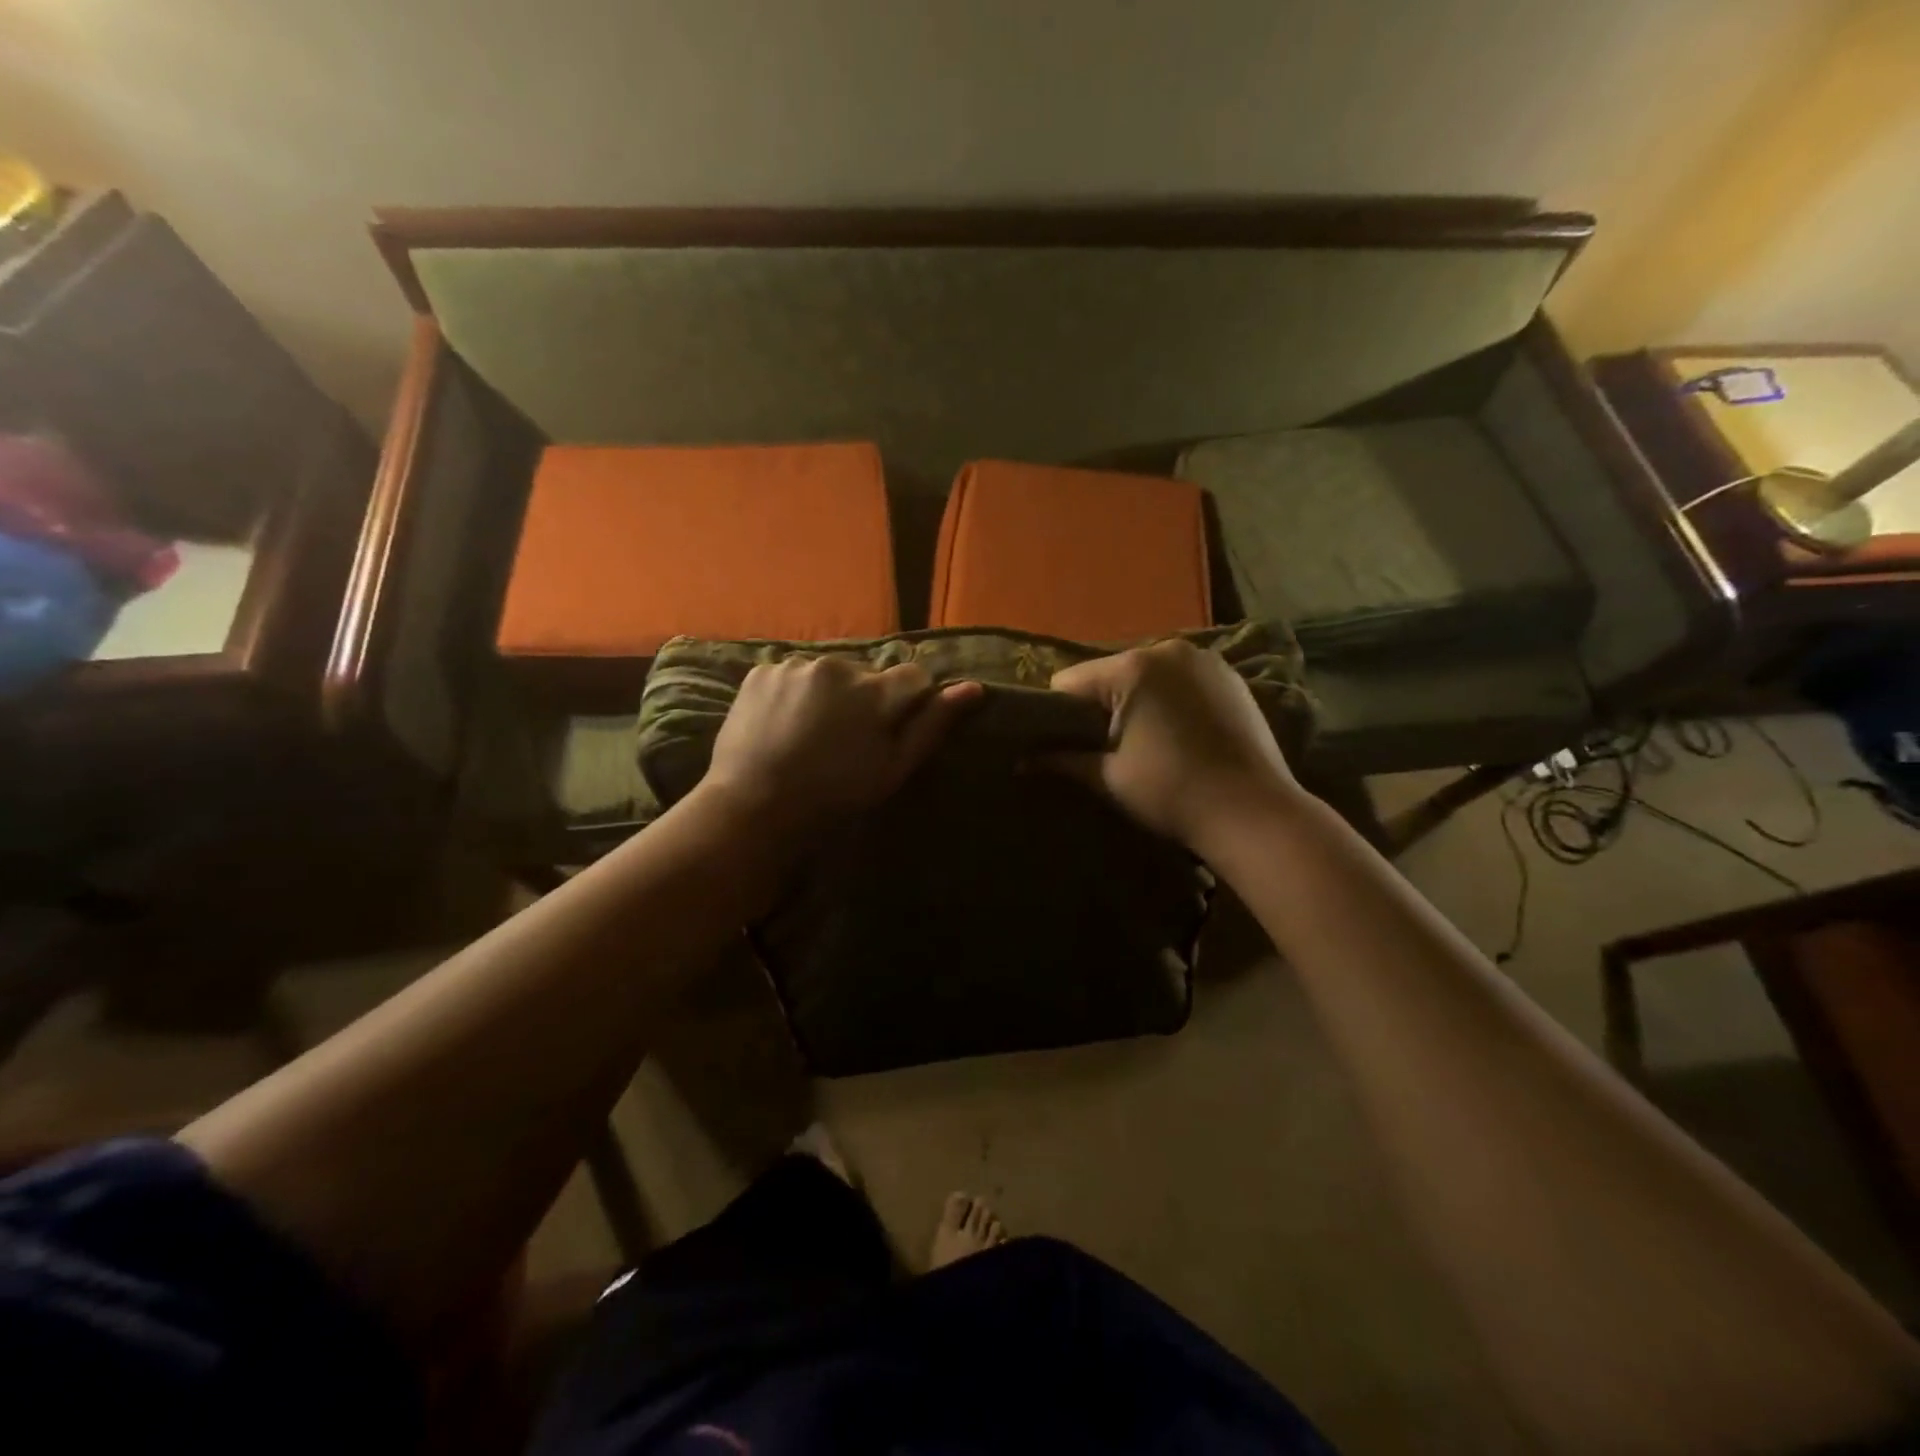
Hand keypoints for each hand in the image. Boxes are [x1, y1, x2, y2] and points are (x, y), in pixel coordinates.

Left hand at [704, 656, 981, 830]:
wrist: (754, 806)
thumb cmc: (834, 795)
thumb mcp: (893, 768)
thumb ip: (932, 724)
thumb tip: (974, 688)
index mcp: (876, 691)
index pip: (914, 677)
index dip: (908, 703)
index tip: (890, 731)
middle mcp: (839, 666)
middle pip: (868, 674)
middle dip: (865, 698)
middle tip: (845, 740)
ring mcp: (796, 665)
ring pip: (828, 674)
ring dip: (828, 694)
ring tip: (810, 734)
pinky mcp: (762, 670)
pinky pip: (791, 674)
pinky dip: (793, 693)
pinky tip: (783, 725)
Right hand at [1049, 639, 1298, 847]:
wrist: (1254, 814)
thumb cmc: (1172, 794)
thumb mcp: (1109, 778)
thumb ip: (1061, 761)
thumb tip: (1019, 762)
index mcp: (1132, 668)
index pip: (1070, 682)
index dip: (1059, 715)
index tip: (1065, 746)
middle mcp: (1168, 649)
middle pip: (1109, 675)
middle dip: (1101, 707)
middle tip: (1107, 749)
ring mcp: (1204, 660)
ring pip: (1146, 676)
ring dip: (1137, 702)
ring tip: (1147, 744)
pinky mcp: (1230, 676)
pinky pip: (1180, 680)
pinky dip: (1170, 700)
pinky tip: (1180, 735)